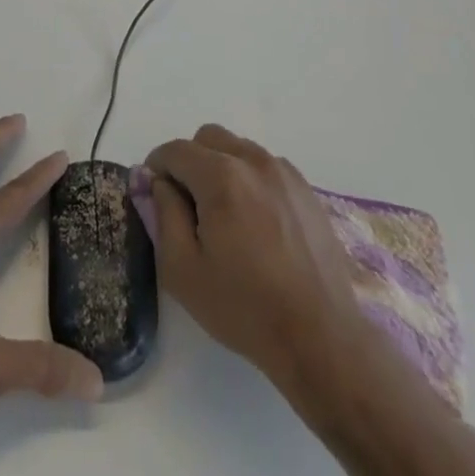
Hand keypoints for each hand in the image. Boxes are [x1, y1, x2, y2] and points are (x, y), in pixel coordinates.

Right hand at [145, 124, 368, 392]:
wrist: (320, 337)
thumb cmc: (244, 308)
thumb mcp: (183, 270)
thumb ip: (162, 214)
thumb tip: (156, 181)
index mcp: (221, 177)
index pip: (175, 150)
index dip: (157, 168)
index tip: (154, 194)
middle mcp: (252, 160)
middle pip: (207, 138)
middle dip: (189, 162)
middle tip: (189, 205)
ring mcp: (283, 171)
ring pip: (237, 148)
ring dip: (221, 167)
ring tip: (225, 216)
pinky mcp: (305, 187)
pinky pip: (264, 165)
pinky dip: (249, 178)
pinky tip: (255, 221)